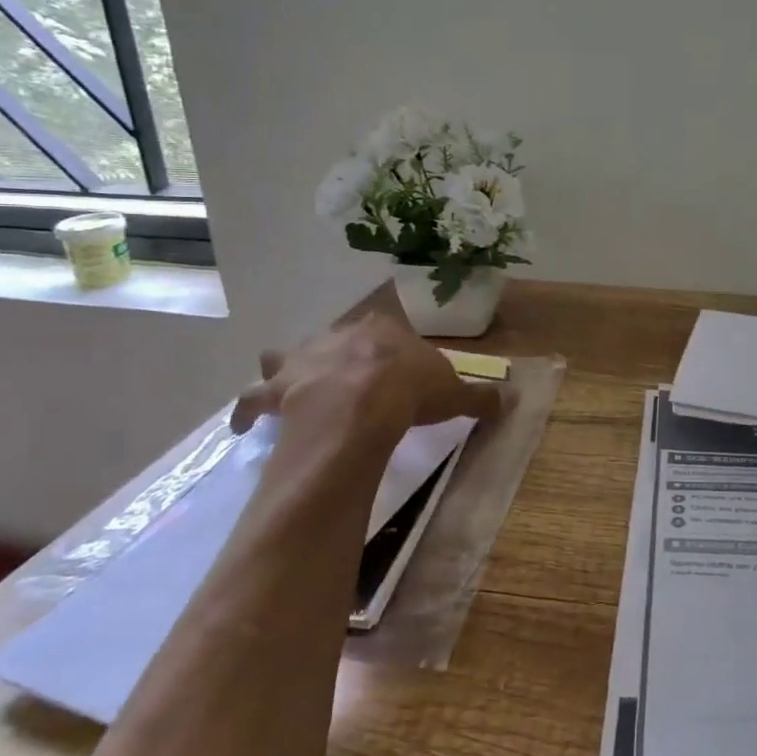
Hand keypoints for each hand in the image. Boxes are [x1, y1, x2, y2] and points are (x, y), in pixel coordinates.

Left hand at [230, 313, 506, 437]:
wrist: (365, 403)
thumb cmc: (412, 391)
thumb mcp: (455, 393)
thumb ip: (481, 395)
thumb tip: (513, 398)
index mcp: (383, 331)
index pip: (386, 330)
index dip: (388, 348)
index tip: (393, 364)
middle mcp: (340, 336)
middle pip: (336, 340)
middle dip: (337, 354)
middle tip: (342, 375)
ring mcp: (305, 359)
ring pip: (285, 357)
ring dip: (282, 369)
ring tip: (281, 383)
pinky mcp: (280, 389)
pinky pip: (255, 398)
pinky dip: (248, 411)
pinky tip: (243, 425)